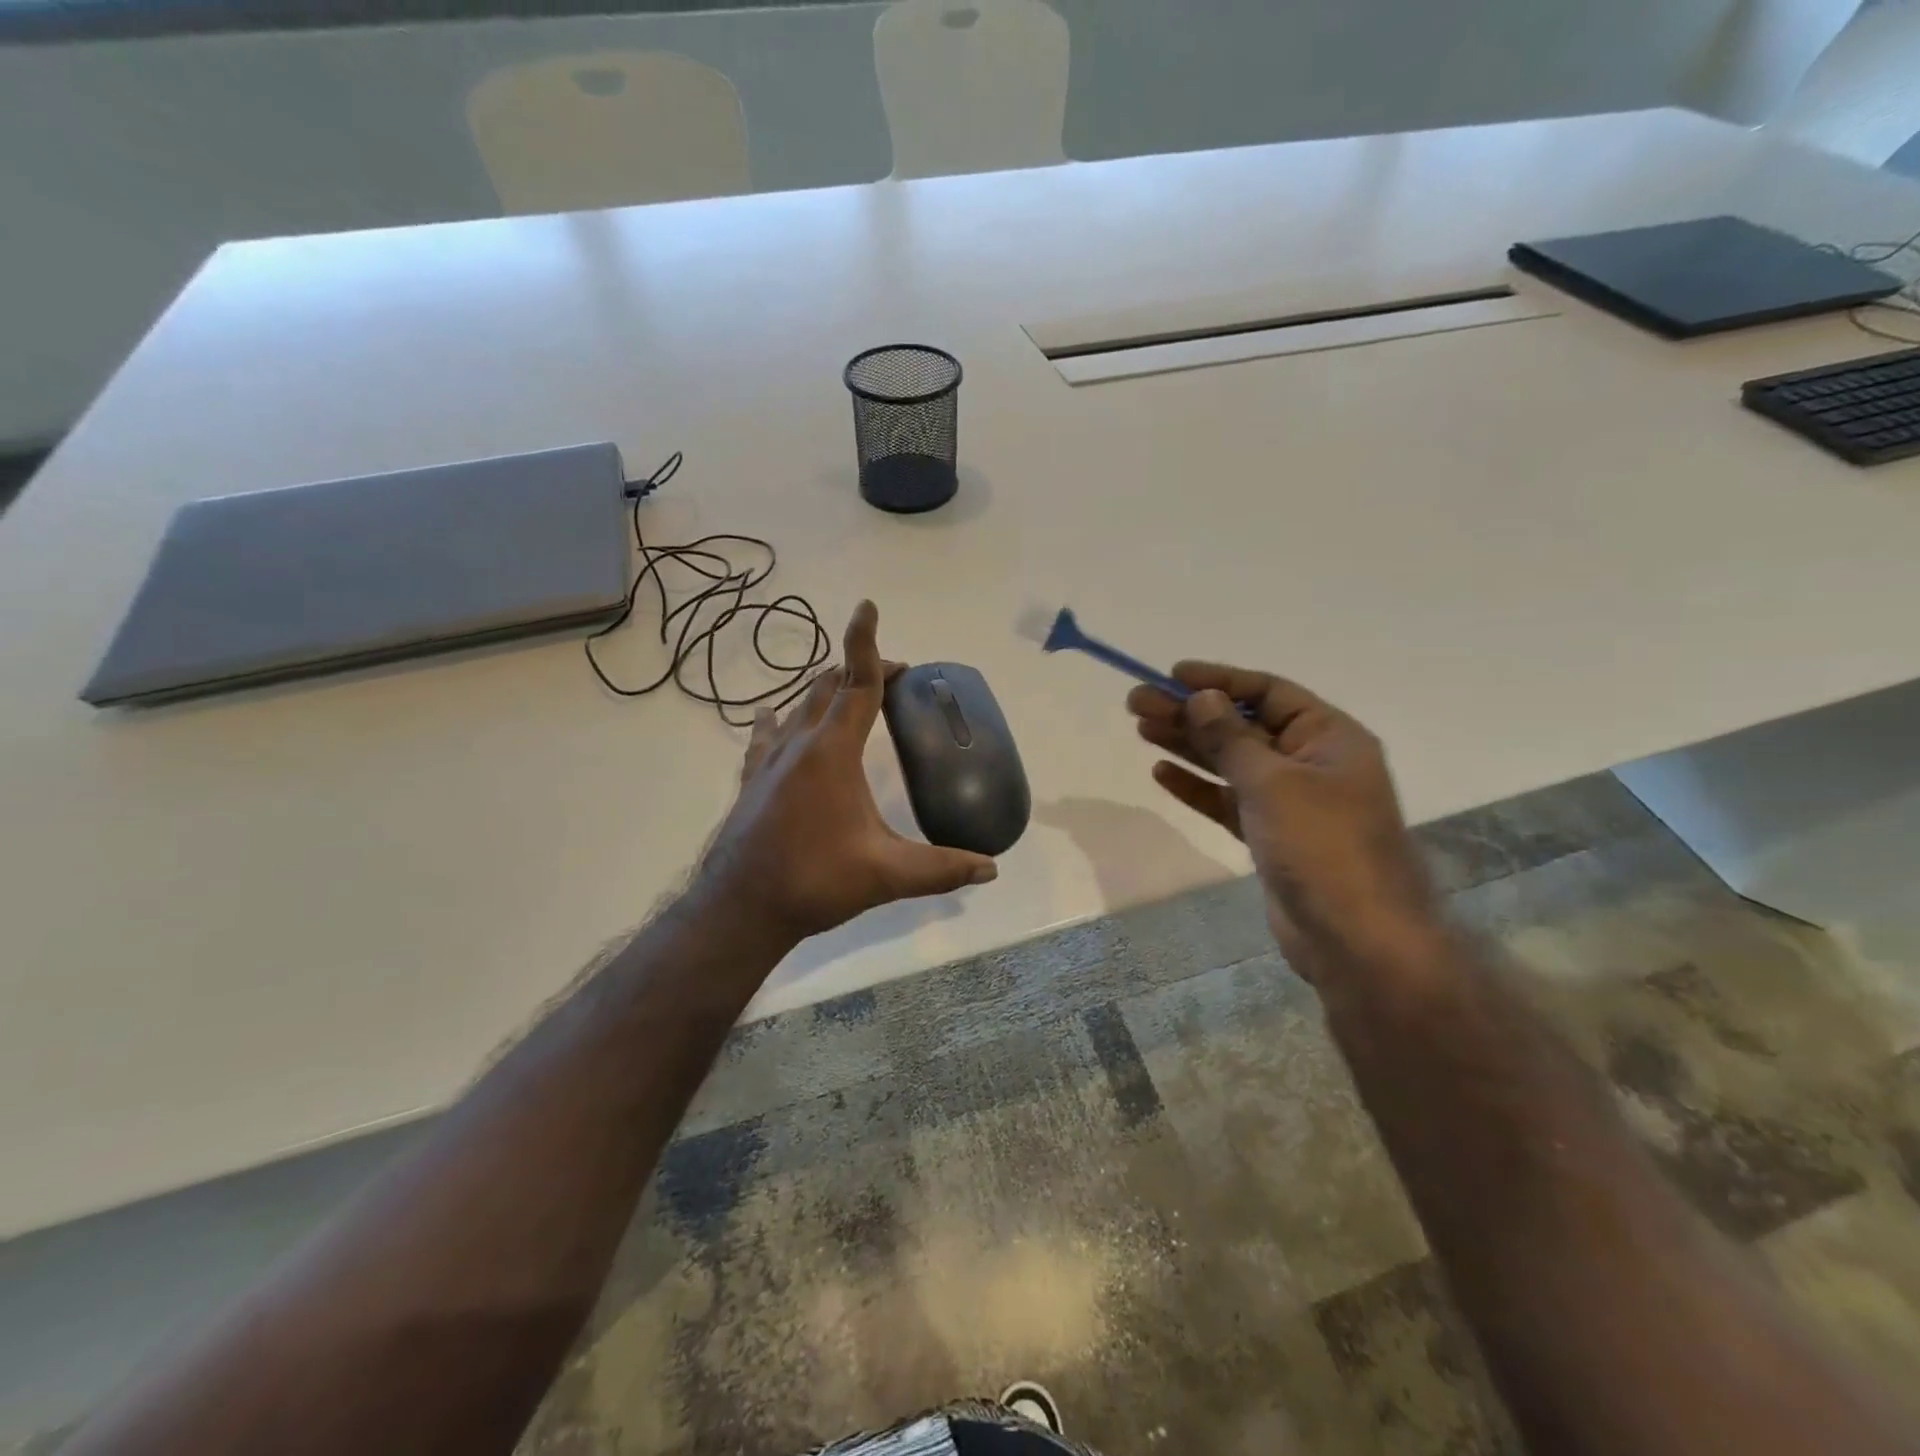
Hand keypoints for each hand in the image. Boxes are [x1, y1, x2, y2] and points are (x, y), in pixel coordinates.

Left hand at [698, 600, 998, 944]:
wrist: (741, 907)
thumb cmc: (815, 880)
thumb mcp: (886, 874)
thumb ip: (942, 868)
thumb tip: (991, 868)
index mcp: (833, 752)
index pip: (856, 683)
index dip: (865, 643)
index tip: (867, 606)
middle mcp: (799, 744)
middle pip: (827, 687)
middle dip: (859, 671)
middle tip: (892, 679)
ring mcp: (770, 760)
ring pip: (798, 706)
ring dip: (825, 692)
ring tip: (848, 696)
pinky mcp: (752, 780)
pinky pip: (767, 735)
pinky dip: (781, 719)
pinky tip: (773, 716)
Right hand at [1127, 664, 1438, 977]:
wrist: (1356, 939)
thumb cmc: (1322, 846)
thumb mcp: (1272, 783)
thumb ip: (1230, 739)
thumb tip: (1202, 698)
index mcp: (1329, 737)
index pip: (1268, 692)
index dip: (1220, 680)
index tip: (1173, 675)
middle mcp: (1311, 762)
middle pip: (1242, 726)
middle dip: (1191, 713)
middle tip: (1137, 704)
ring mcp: (1291, 802)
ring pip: (1231, 763)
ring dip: (1188, 745)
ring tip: (1141, 729)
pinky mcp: (1272, 836)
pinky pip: (1229, 800)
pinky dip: (1198, 787)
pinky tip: (1162, 772)